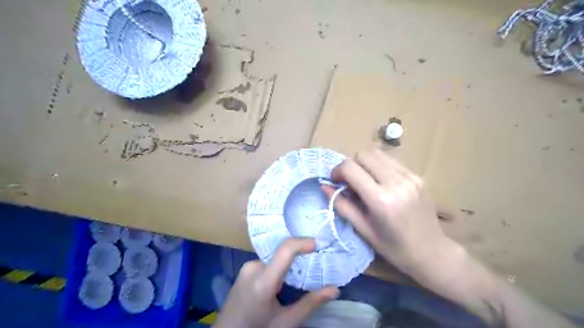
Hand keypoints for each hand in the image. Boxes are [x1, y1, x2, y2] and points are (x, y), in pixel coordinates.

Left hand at [211, 237, 338, 326]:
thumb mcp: (286, 322)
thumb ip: (310, 304)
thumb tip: (335, 289)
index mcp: (263, 281)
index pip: (285, 250)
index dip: (303, 242)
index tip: (318, 244)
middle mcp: (253, 267)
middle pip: (282, 254)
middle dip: (299, 256)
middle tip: (314, 264)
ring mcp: (247, 267)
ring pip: (276, 258)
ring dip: (288, 264)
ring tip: (300, 277)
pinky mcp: (245, 269)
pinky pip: (268, 262)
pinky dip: (279, 267)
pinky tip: (283, 282)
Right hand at [324, 148, 461, 278]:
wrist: (432, 252)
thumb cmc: (394, 247)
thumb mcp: (363, 230)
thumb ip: (342, 205)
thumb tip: (324, 186)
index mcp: (381, 200)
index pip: (350, 168)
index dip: (337, 171)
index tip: (335, 181)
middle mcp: (396, 182)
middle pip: (363, 155)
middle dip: (351, 165)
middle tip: (350, 182)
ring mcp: (409, 176)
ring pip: (377, 153)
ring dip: (365, 163)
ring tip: (365, 181)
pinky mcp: (417, 175)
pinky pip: (391, 160)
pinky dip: (379, 166)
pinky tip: (380, 182)